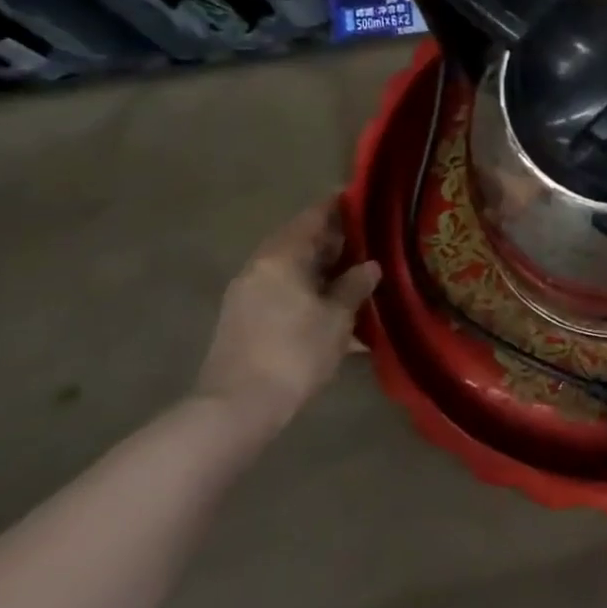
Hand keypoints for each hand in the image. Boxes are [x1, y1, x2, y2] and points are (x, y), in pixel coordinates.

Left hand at [196, 200, 380, 437]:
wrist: (237, 408)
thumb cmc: (294, 353)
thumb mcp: (337, 318)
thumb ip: (354, 286)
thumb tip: (369, 266)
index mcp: (281, 256)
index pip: (313, 217)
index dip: (338, 206)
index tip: (360, 198)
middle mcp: (259, 267)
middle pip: (299, 241)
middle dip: (331, 239)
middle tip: (366, 239)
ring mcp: (246, 294)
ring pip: (290, 267)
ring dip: (319, 267)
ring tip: (352, 272)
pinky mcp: (242, 320)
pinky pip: (280, 289)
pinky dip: (305, 288)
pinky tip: (327, 303)